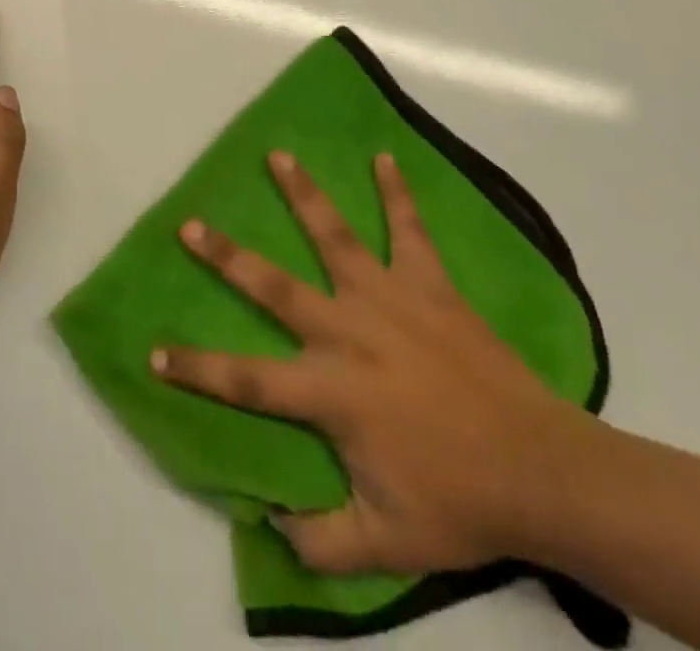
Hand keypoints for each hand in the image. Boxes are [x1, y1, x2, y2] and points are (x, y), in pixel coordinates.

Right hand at [152, 150, 589, 574]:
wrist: (544, 474)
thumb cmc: (461, 503)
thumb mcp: (386, 544)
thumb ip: (322, 542)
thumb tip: (269, 528)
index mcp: (331, 391)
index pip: (246, 379)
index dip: (197, 369)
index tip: (154, 352)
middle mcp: (347, 332)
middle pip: (273, 287)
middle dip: (226, 257)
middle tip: (190, 224)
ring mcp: (388, 300)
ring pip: (334, 237)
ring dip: (302, 194)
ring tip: (277, 155)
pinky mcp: (429, 286)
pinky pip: (410, 231)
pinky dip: (397, 194)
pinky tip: (385, 157)